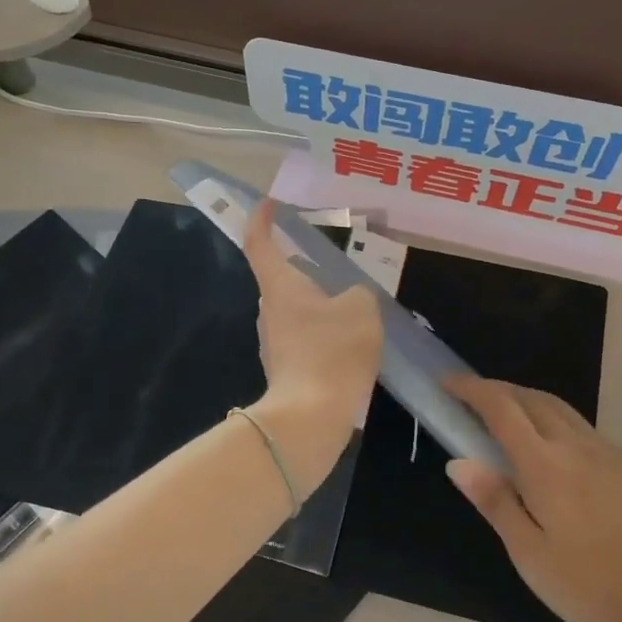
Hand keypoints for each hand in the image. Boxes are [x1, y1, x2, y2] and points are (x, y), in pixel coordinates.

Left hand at [242, 199, 382, 483]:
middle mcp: (269, 310)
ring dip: (320, 306)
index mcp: (281, 286)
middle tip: (342, 269)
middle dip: (308, 271)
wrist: (310, 417)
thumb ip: (358, 293)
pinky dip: (323, 334)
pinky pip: (304, 338)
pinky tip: (350, 345)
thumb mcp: (361, 309)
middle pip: (283, 279)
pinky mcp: (285, 368)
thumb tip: (349, 299)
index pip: (260, 243)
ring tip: (355, 310)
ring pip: (296, 311)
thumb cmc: (332, 351)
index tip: (268, 203)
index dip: (262, 219)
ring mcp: (273, 341)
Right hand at [446, 377, 621, 621]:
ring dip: (527, 400)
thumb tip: (458, 462)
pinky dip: (554, 418)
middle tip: (470, 399)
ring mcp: (607, 451)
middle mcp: (576, 445)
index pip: (502, 408)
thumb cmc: (589, 585)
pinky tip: (554, 448)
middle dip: (497, 390)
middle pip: (531, 398)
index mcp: (546, 465)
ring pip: (560, 407)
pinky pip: (582, 426)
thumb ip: (495, 502)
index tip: (448, 382)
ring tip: (506, 415)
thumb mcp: (530, 555)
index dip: (472, 390)